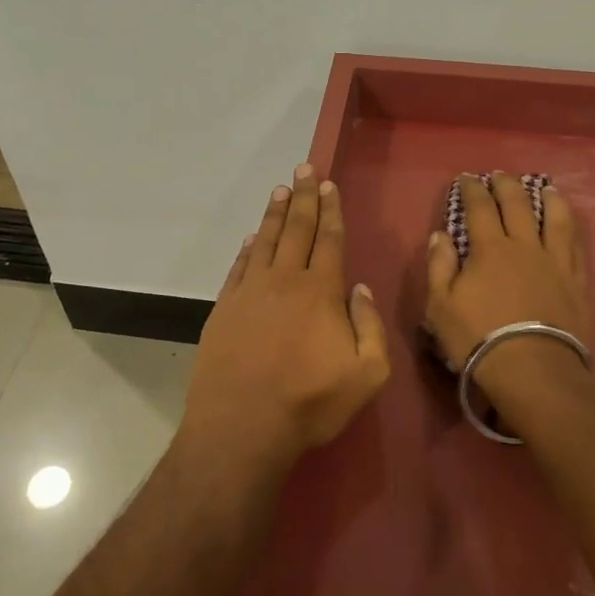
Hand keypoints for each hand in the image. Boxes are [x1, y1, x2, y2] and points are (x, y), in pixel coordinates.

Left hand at [186, 163, 389, 459]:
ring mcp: (250, 292)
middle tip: (303, 168)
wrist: (242, 427)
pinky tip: (251, 237)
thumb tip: (359, 288)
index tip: (327, 184)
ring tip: (280, 190)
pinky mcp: (224, 308)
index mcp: (321, 292)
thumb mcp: (366, 374)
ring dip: (275, 213)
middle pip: (297, 229)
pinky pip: (239, 266)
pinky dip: (247, 247)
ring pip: (265, 241)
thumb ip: (370, 326)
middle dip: (303, 197)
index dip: (330, 210)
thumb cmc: (310, 403)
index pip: (329, 239)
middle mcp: (284, 281)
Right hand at [424, 172, 590, 397]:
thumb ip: (440, 266)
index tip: (467, 178)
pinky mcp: (575, 280)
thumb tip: (440, 234)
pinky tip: (568, 222)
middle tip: (500, 176)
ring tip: (544, 187)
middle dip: (506, 186)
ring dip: (547, 198)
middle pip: (517, 205)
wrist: (533, 369)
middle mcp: (524, 246)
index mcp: (489, 249)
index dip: (472, 190)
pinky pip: (575, 244)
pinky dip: (570, 226)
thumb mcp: (441, 306)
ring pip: (554, 218)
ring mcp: (554, 261)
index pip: (479, 208)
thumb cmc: (479, 338)